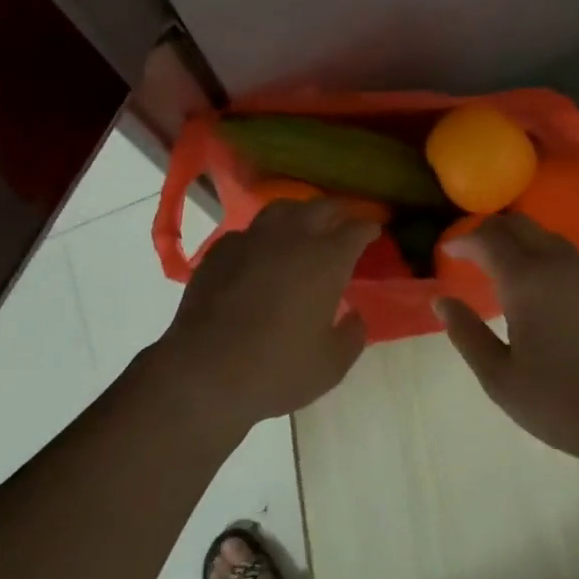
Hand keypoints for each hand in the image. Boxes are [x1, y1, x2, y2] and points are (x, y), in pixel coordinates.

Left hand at [154, 198, 375, 437]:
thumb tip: (355, 316)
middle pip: (321, 207)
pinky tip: (261, 254)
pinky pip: (249, 232)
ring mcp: (252, 238)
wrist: (204, 372)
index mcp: (326, 258)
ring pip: (282, 209)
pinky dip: (262, 237)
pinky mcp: (221, 250)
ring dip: (299, 214)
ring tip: (304, 227)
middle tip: (344, 223)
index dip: (369, 228)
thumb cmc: (278, 369)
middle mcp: (292, 236)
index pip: (357, 228)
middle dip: (338, 212)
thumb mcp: (331, 364)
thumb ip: (352, 335)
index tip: (375, 231)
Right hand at [435, 214, 578, 477]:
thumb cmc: (564, 403)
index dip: (463, 239)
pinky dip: (543, 255)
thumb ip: (467, 335)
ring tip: (502, 264)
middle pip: (519, 225)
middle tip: (470, 251)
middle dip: (490, 230)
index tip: (446, 250)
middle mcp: (557, 265)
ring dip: (519, 240)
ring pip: (547, 236)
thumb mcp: (501, 379)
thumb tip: (442, 301)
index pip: (488, 238)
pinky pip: (568, 256)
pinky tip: (542, 287)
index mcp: (526, 280)